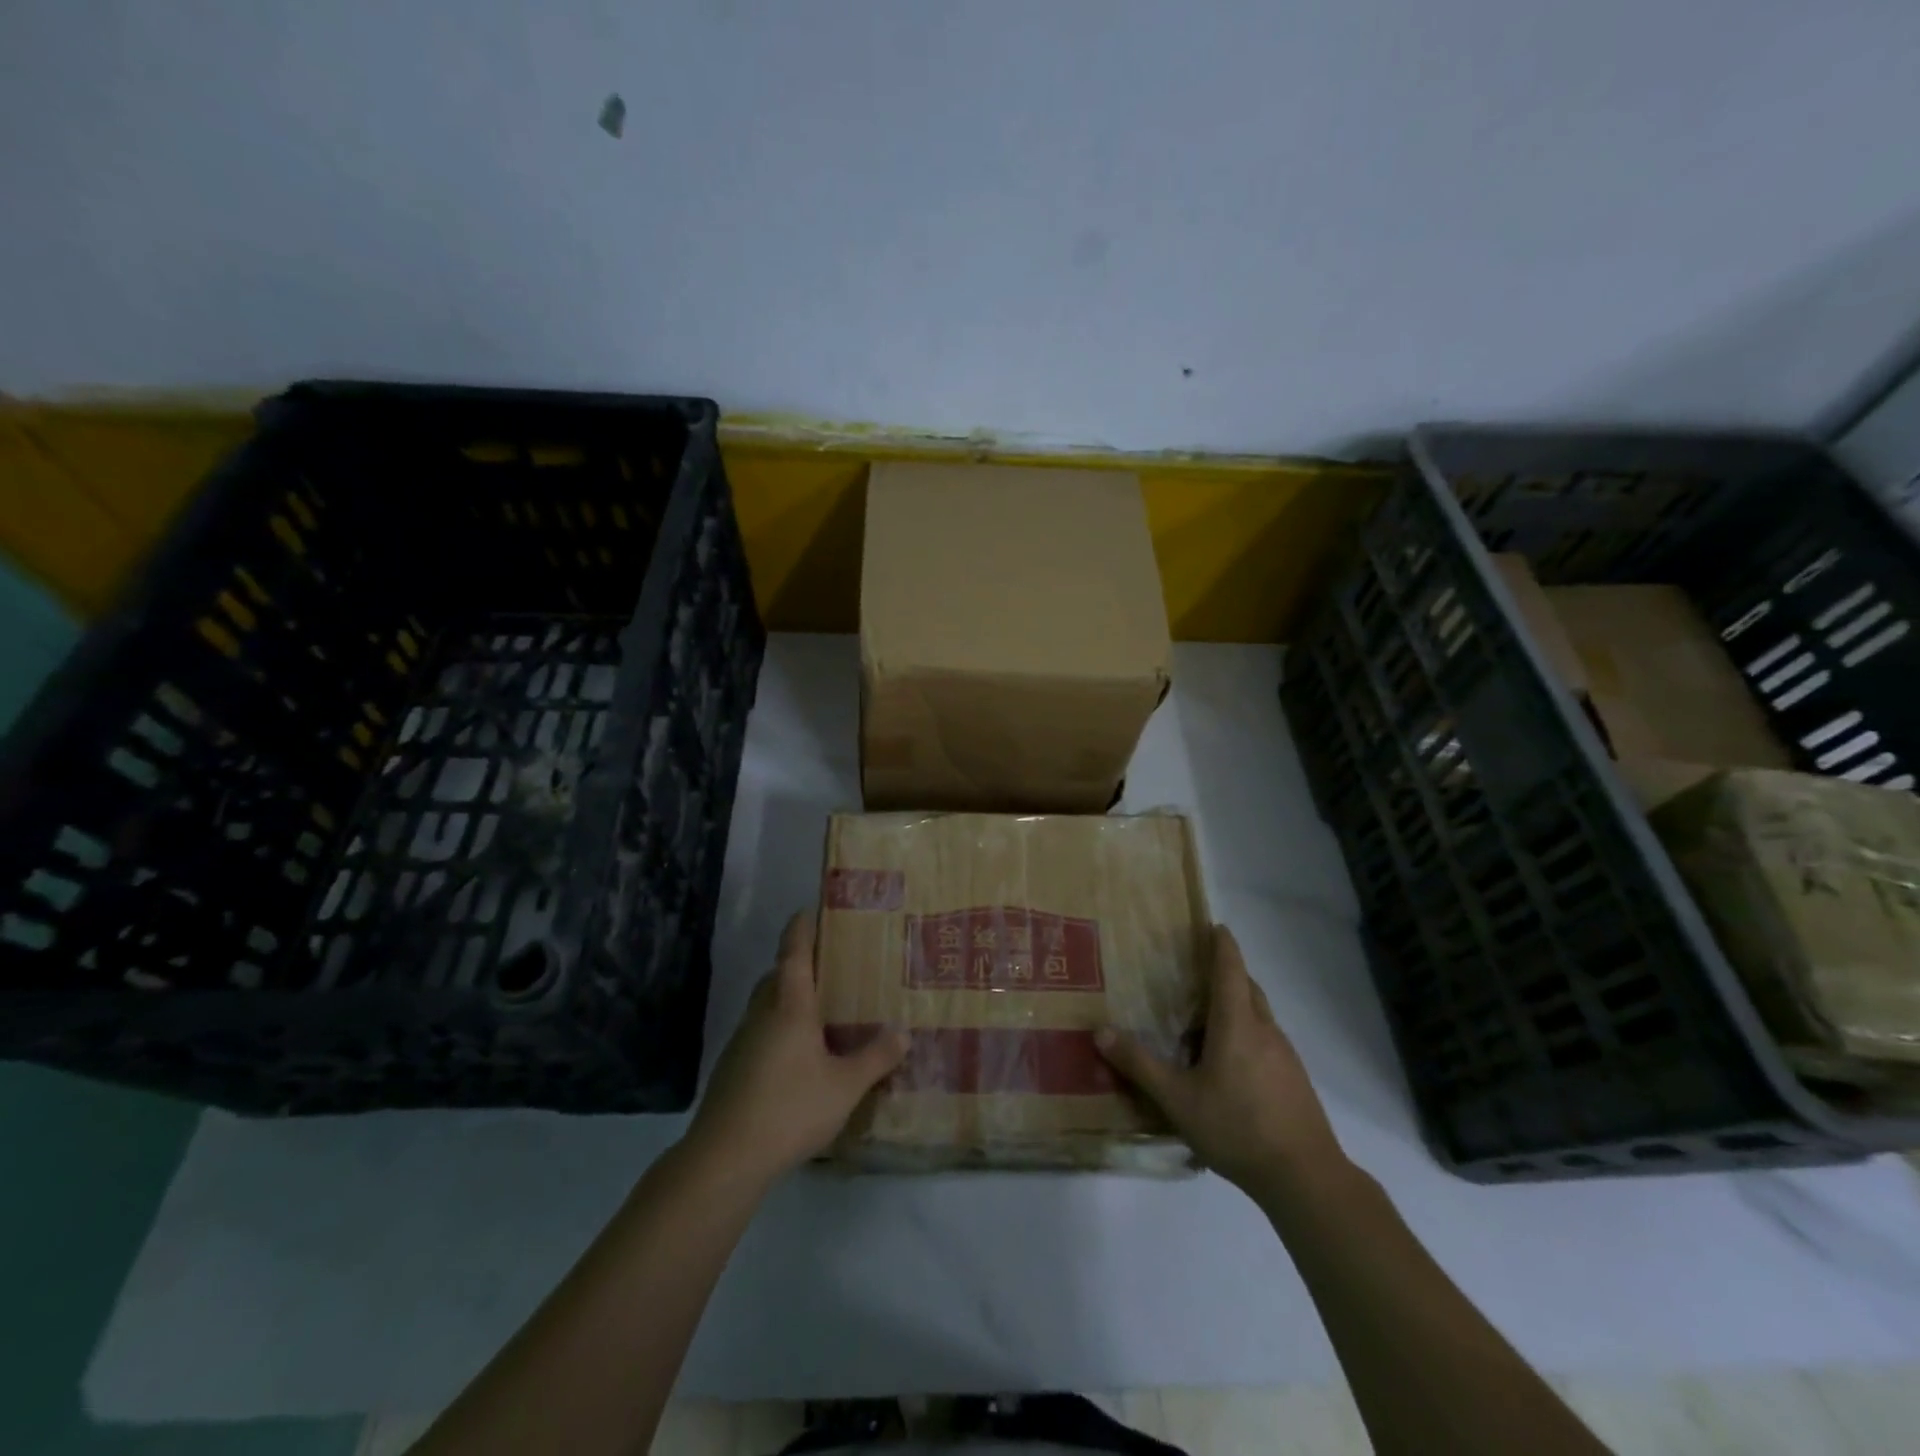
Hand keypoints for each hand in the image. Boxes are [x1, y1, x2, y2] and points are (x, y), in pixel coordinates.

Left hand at [685, 912, 908, 1185]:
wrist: (725, 1158)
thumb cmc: (790, 1109)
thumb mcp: (845, 1086)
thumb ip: (875, 1058)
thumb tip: (903, 1033)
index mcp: (789, 1007)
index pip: (793, 955)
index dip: (800, 930)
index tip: (806, 910)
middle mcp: (761, 1016)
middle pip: (775, 977)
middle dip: (795, 966)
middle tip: (825, 966)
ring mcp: (741, 1044)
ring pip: (764, 1007)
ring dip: (785, 1000)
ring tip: (816, 1012)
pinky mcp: (731, 1071)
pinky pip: (758, 1034)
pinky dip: (776, 1031)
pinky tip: (795, 1057)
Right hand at [1096, 925, 1344, 1199]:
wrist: (1305, 1178)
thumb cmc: (1237, 1128)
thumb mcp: (1177, 1099)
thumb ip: (1139, 1065)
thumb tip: (1100, 1031)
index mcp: (1237, 1024)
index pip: (1230, 969)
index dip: (1222, 945)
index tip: (1214, 925)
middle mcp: (1265, 1030)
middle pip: (1248, 987)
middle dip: (1227, 973)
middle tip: (1196, 972)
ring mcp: (1285, 1055)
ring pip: (1259, 1015)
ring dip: (1236, 1006)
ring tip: (1205, 1020)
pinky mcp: (1294, 1079)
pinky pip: (1266, 1039)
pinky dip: (1246, 1033)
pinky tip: (1228, 1064)